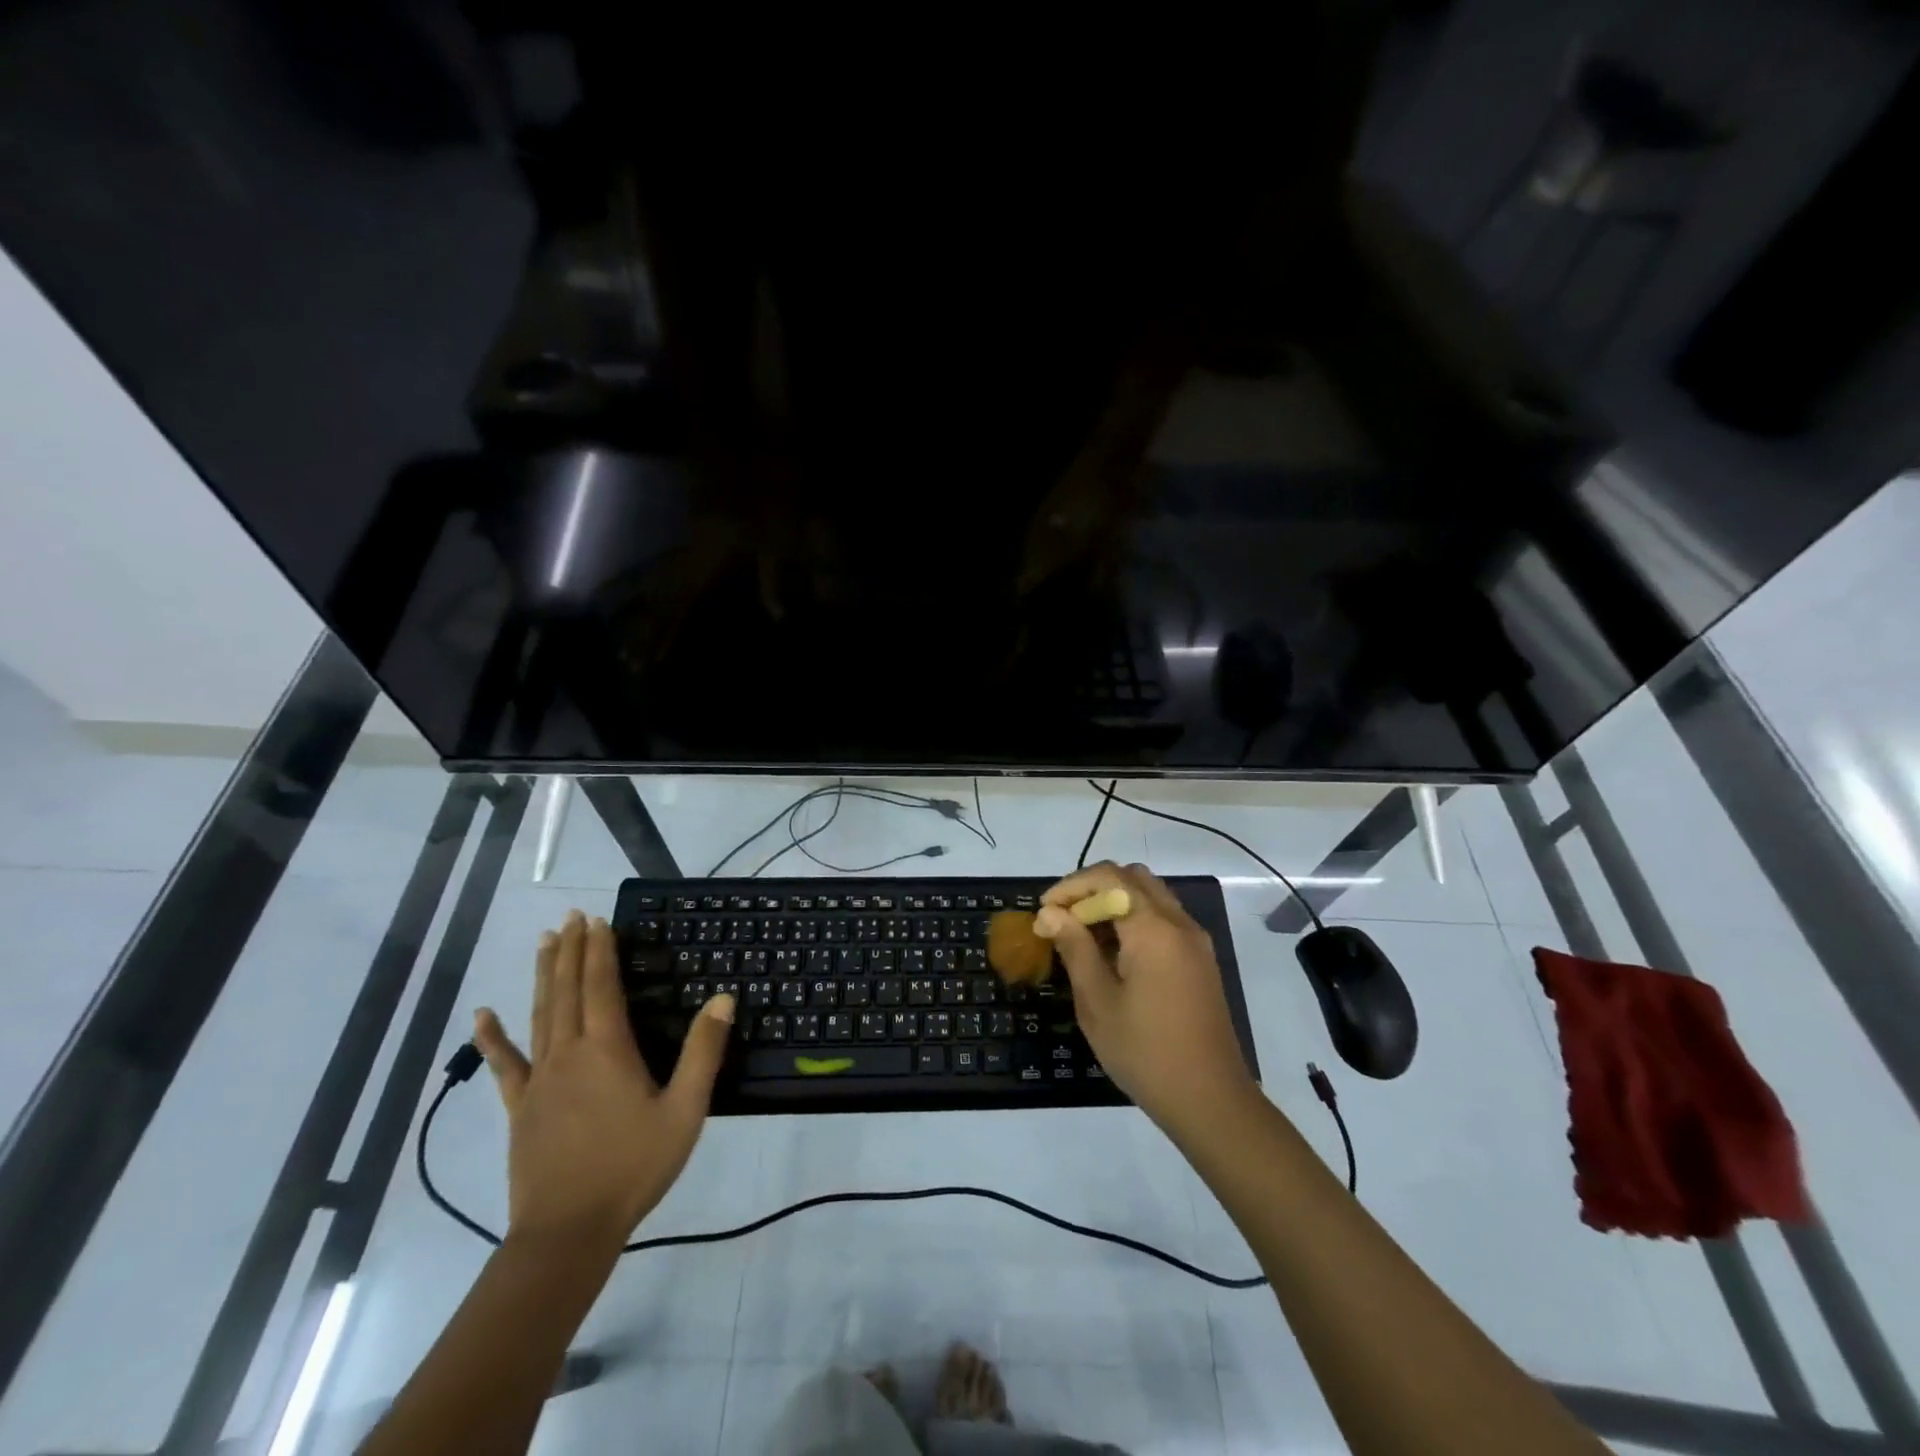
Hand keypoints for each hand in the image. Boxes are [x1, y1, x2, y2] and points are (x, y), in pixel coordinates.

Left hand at [472, 911, 735, 1251]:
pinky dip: (492, 1037)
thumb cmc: (632, 1167)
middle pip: (566, 990)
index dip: (599, 950)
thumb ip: (703, 1052)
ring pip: (539, 1014)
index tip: (598, 920)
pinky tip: (481, 1014)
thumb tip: (724, 998)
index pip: (600, 986)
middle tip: (571, 916)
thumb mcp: (684, 1110)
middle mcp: (568, 1053)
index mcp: (607, 1050)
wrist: (567, 1233)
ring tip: (544, 941)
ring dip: (542, 974)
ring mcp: (538, 1080)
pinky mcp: (519, 1107)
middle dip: (570, 950)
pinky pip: (504, 1063)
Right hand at [1038, 862, 1255, 1131]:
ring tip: (1083, 936)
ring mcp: (1195, 941)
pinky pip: (1163, 919)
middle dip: (1093, 889)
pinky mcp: (1200, 960)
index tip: (1044, 912)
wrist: (1211, 1100)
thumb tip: (1050, 913)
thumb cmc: (1146, 1053)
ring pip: (1150, 895)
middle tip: (1064, 919)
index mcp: (1153, 930)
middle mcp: (1179, 923)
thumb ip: (1075, 949)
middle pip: (1132, 878)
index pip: (1109, 878)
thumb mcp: (1098, 1003)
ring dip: (1114, 902)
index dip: (1071, 886)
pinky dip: (1134, 919)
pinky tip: (1113, 954)